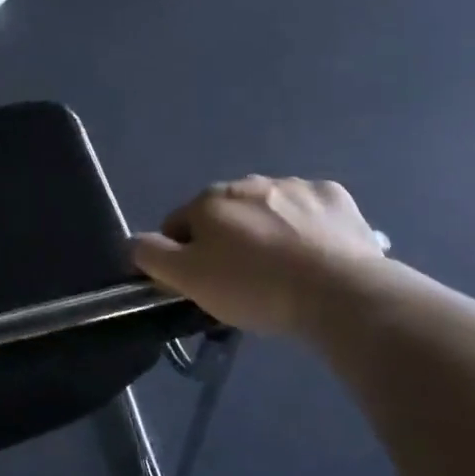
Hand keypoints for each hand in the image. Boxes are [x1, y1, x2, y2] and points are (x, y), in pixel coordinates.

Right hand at [131, 176, 388, 335]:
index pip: (179, 225)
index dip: (184, 256)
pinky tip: (316, 255)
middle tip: (244, 282)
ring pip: (267, 210)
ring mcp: (294, 186)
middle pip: (224, 215)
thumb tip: (134, 242)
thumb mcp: (188, 279)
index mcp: (209, 200)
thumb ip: (152, 256)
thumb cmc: (254, 287)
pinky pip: (310, 211)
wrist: (340, 292)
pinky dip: (308, 227)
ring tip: (285, 272)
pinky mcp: (335, 198)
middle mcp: (247, 183)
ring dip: (267, 231)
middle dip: (228, 240)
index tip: (203, 285)